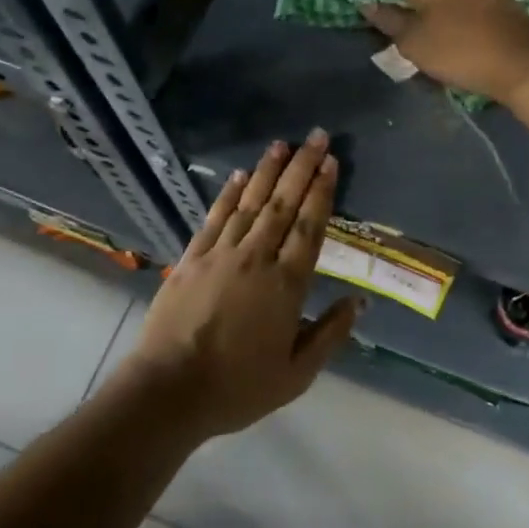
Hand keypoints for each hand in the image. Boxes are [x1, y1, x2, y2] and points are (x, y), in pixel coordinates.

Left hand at [125, 131, 361, 438]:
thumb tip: (358, 302)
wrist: (169, 390)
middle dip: (302, 168)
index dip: (322, 192)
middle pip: (283, 204)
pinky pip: (215, 218)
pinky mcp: (191, 259)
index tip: (331, 162)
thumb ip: (330, 334)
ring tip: (282, 144)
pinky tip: (238, 176)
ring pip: (250, 203)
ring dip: (267, 172)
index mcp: (287, 285)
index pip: (309, 227)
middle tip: (316, 136)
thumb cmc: (238, 388)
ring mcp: (220, 254)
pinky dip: (228, 194)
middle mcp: (256, 258)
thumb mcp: (297, 374)